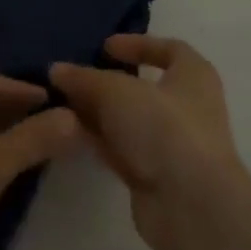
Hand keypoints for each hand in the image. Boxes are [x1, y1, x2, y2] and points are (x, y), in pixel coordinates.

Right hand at [50, 35, 250, 249]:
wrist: (190, 205)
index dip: (138, 44)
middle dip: (105, 82)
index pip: (170, 49)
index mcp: (194, 76)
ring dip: (97, 112)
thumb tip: (57, 70)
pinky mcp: (154, 175)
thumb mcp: (116, 91)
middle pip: (142, 87)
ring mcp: (171, 144)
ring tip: (59, 103)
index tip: (105, 47)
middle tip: (71, 77)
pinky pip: (121, 149)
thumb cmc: (163, 128)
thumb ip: (84, 78)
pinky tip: (68, 133)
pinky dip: (98, 139)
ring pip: (127, 120)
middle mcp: (187, 108)